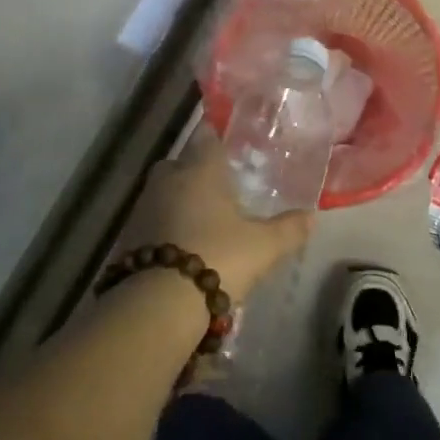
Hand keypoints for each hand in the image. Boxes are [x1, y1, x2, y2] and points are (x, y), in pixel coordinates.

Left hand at [118, 131, 312, 297]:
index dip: (217, 137)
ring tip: (205, 220)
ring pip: (164, 192)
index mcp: (200, 169)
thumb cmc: (218, 256)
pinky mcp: (128, 236)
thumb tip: (311, 216)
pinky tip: (184, 244)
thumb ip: (289, 229)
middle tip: (220, 186)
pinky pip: (153, 220)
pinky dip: (167, 227)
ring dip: (180, 201)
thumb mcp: (264, 246)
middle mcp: (168, 179)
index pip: (206, 137)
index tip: (230, 145)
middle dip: (196, 170)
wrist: (159, 302)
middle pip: (180, 163)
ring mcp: (143, 207)